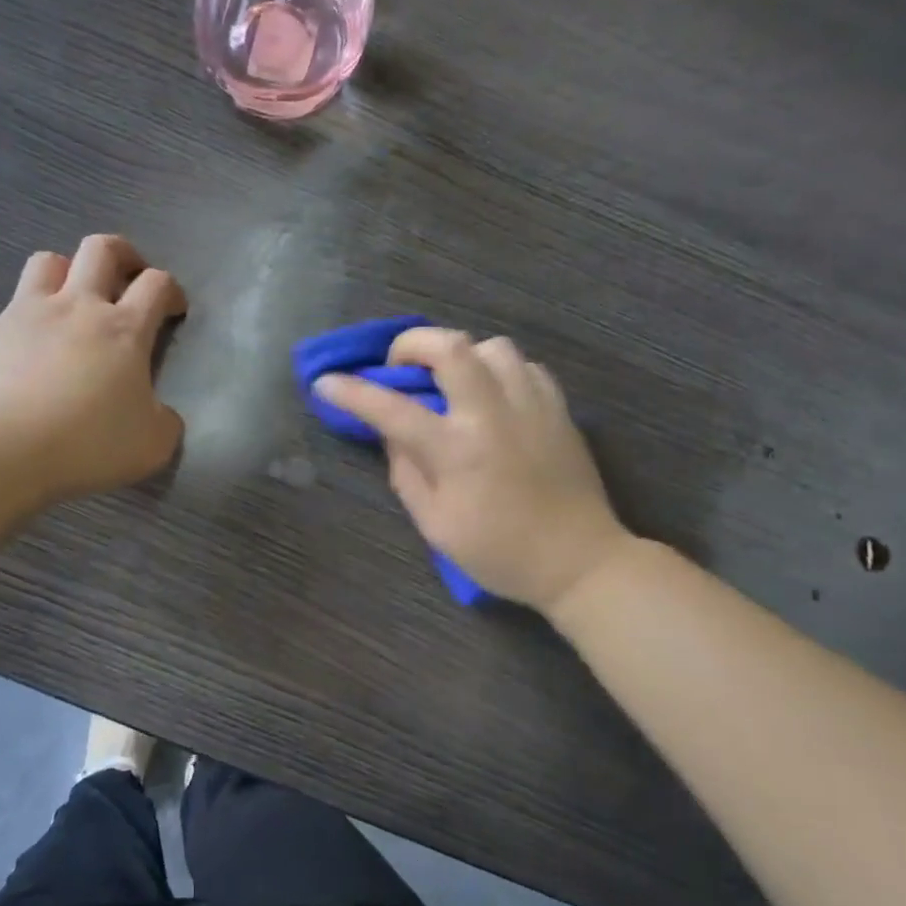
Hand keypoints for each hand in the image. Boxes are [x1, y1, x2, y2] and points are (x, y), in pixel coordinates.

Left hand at [0, 235, 186, 503]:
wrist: (4, 449)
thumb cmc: (88, 443)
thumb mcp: (152, 445)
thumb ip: (164, 422)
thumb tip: (161, 415)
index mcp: (124, 329)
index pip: (157, 284)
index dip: (171, 291)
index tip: (174, 310)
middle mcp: (78, 306)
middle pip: (102, 249)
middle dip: (124, 255)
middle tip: (129, 279)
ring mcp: (30, 314)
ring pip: (49, 261)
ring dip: (68, 271)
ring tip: (73, 300)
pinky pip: (14, 307)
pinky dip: (31, 317)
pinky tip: (32, 350)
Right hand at [313, 329, 632, 614]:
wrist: (580, 561)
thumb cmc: (499, 552)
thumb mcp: (436, 525)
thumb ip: (406, 472)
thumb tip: (391, 433)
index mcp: (457, 450)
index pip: (391, 409)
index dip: (351, 392)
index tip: (326, 383)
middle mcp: (493, 415)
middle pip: (450, 347)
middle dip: (411, 344)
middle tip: (401, 366)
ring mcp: (531, 405)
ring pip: (492, 346)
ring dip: (460, 354)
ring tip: (451, 381)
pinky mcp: (558, 408)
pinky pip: (523, 366)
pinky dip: (498, 369)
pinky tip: (492, 395)